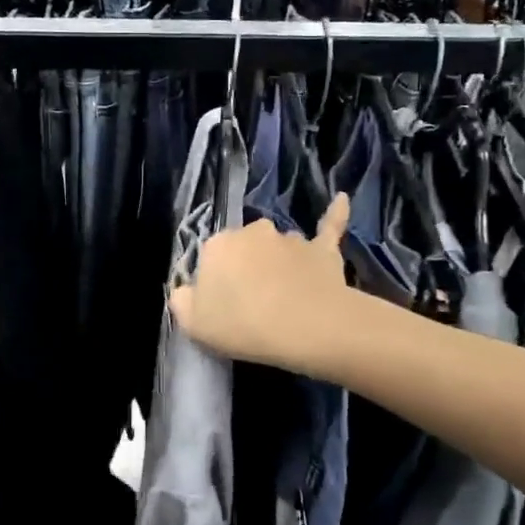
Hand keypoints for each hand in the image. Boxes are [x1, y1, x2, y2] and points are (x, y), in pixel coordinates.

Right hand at [170, 194, 350, 371]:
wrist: (306, 326)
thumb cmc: (243, 325)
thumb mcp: (194, 324)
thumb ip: (183, 301)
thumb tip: (185, 290)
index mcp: (217, 246)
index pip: (211, 260)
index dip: (217, 284)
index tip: (224, 308)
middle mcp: (252, 232)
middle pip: (245, 249)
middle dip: (247, 268)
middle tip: (253, 304)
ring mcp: (289, 238)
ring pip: (280, 247)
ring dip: (280, 263)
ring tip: (288, 294)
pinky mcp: (322, 248)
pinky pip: (328, 226)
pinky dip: (335, 213)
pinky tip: (342, 199)